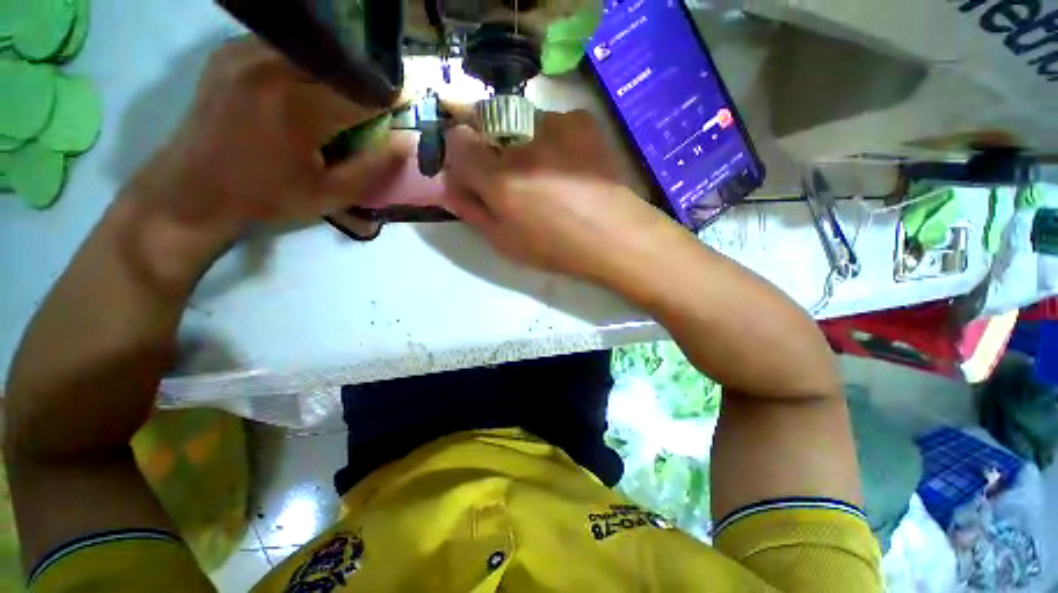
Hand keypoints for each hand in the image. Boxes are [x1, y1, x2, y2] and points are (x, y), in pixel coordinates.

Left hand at [124, 36, 411, 247]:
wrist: (191, 191)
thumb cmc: (266, 198)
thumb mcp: (330, 195)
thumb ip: (373, 168)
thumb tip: (405, 142)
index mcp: (297, 108)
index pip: (362, 93)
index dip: (388, 100)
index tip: (402, 106)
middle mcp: (269, 68)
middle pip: (338, 63)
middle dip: (363, 83)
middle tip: (371, 104)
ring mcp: (243, 54)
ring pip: (311, 49)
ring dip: (335, 70)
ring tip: (339, 95)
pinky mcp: (227, 52)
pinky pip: (282, 46)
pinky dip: (304, 63)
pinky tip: (304, 85)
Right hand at [441, 109, 675, 281]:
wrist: (616, 237)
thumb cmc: (557, 248)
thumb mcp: (505, 242)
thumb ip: (470, 209)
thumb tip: (444, 185)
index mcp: (500, 179)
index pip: (457, 141)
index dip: (461, 155)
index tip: (473, 172)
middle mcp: (522, 143)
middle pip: (486, 125)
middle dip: (491, 148)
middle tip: (515, 178)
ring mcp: (555, 124)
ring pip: (520, 123)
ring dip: (523, 144)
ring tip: (549, 175)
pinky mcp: (581, 120)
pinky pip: (552, 122)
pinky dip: (553, 140)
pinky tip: (571, 166)